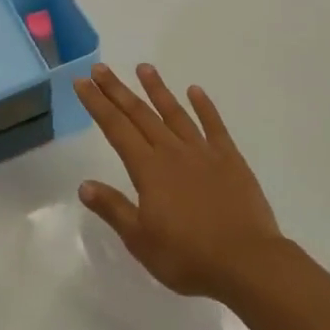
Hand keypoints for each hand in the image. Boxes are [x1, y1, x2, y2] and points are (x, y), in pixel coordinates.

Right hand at [75, 63, 285, 299]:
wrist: (247, 262)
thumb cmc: (188, 257)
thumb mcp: (140, 240)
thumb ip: (113, 208)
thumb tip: (84, 184)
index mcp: (148, 170)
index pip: (116, 128)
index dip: (97, 104)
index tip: (82, 82)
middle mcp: (172, 152)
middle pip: (140, 114)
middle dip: (118, 90)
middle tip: (100, 67)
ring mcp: (203, 152)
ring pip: (175, 113)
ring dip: (157, 89)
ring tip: (144, 67)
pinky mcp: (230, 159)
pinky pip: (214, 126)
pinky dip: (204, 107)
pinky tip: (195, 91)